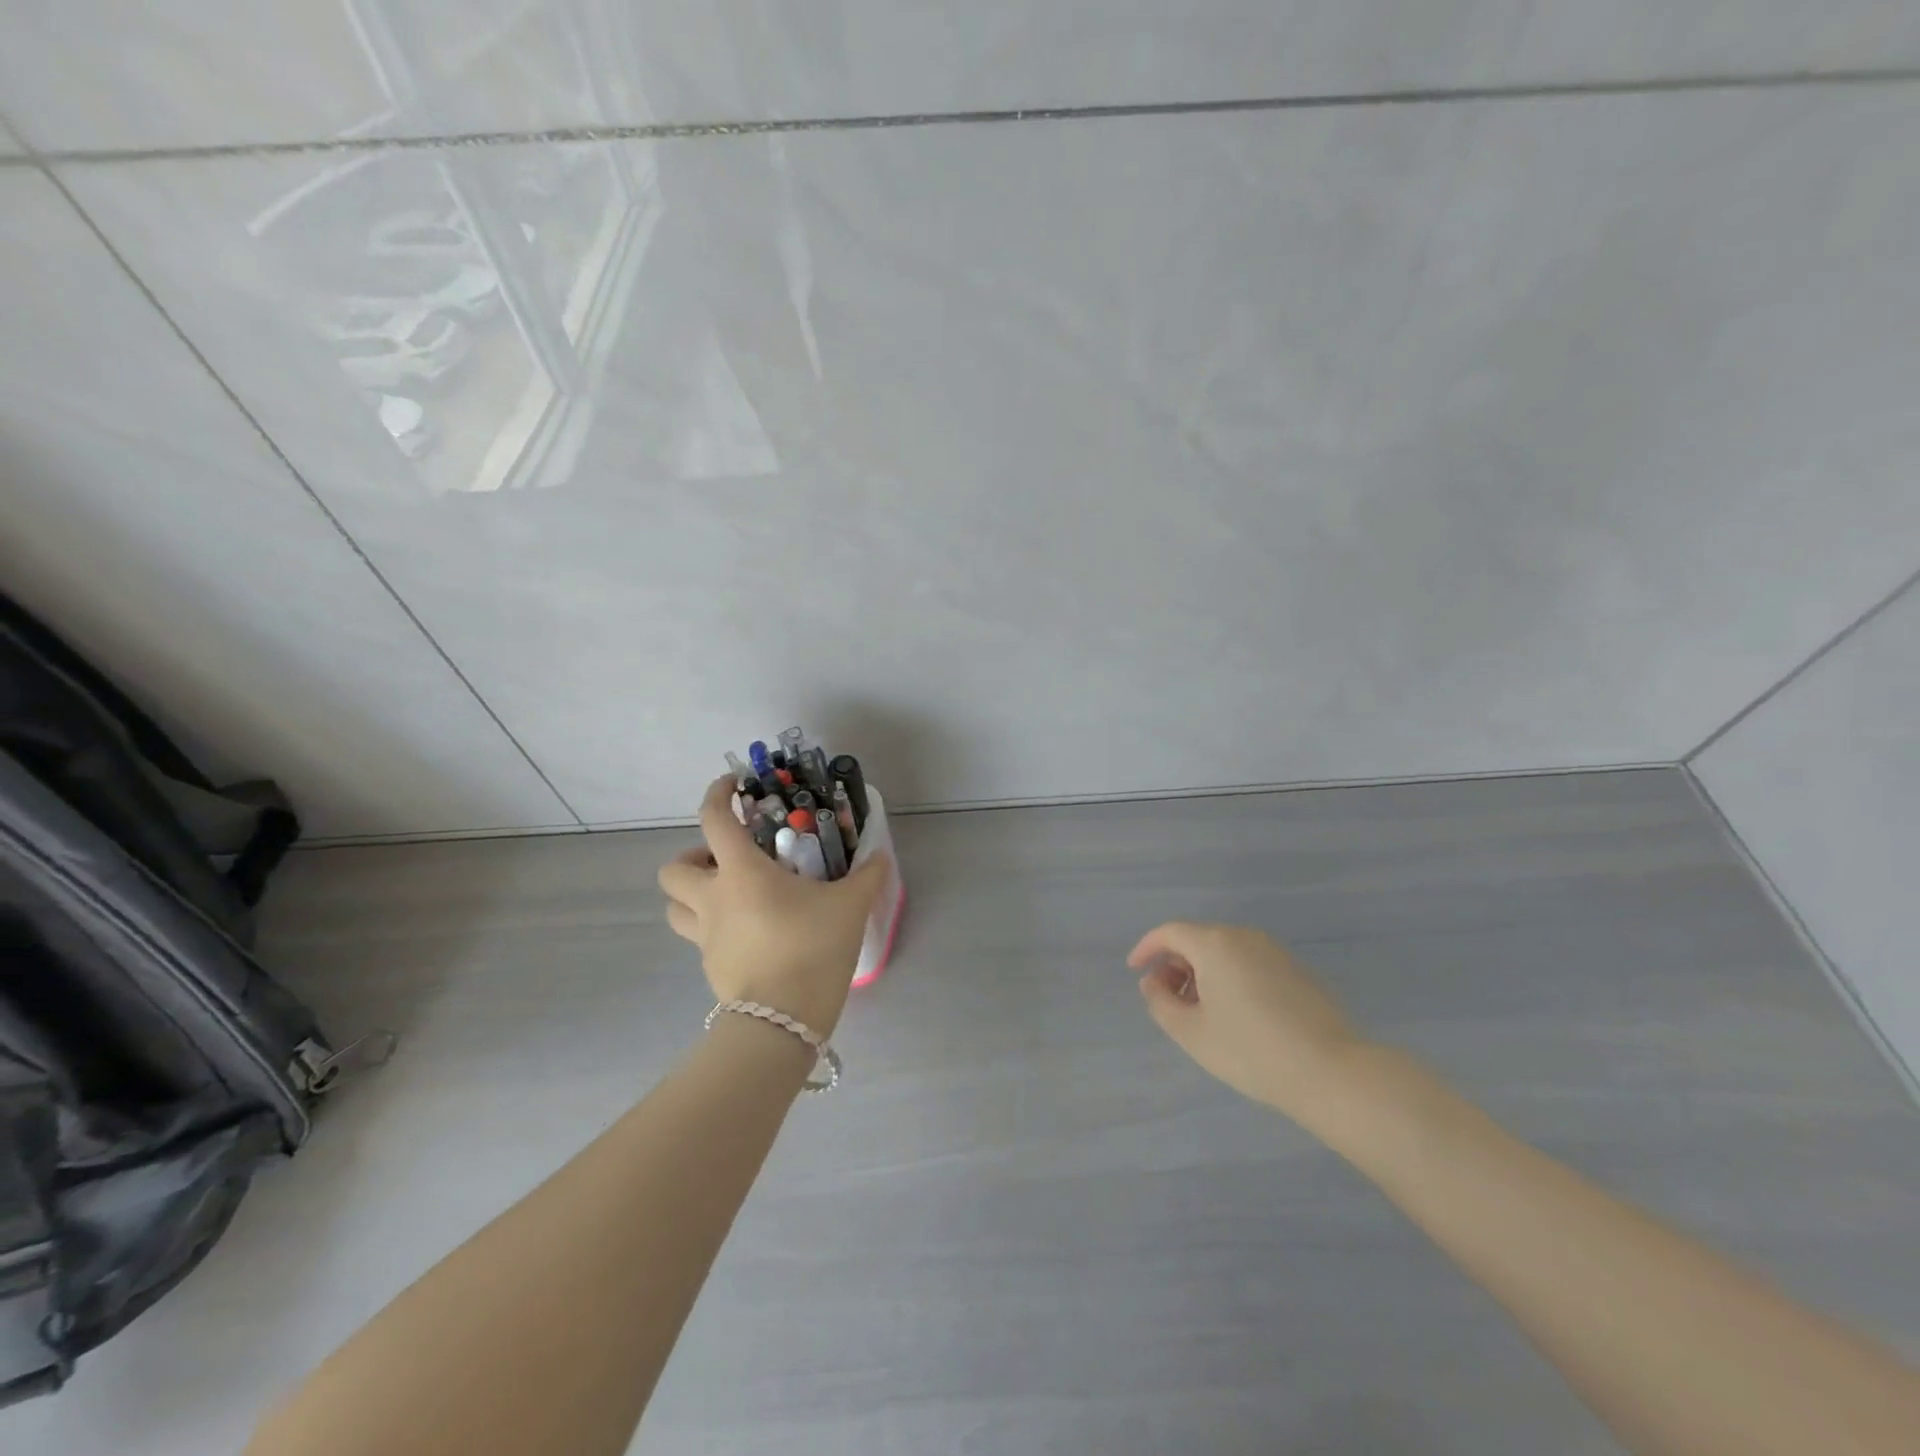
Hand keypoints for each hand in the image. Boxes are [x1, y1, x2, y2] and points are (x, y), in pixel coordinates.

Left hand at [658, 777, 889, 1037]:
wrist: (782, 1022)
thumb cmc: (812, 948)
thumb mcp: (849, 907)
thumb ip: (866, 876)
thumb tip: (880, 856)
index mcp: (741, 874)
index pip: (714, 820)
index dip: (717, 794)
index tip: (731, 785)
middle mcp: (713, 900)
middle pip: (672, 870)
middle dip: (692, 858)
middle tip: (727, 861)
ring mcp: (706, 938)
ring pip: (675, 908)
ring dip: (692, 895)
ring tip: (729, 896)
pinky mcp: (710, 968)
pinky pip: (699, 938)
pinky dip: (715, 928)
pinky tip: (750, 934)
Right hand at [1129, 921, 1366, 1125]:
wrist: (1331, 1072)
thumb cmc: (1251, 1051)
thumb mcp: (1191, 1033)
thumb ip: (1161, 1002)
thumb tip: (1153, 982)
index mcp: (1215, 944)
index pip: (1170, 932)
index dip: (1147, 948)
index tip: (1135, 970)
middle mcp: (1244, 937)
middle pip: (1198, 939)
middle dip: (1176, 965)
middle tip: (1170, 1000)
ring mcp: (1275, 952)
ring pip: (1226, 952)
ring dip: (1204, 973)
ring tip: (1202, 1013)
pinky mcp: (1298, 971)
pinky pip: (1250, 963)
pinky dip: (1232, 978)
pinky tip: (1238, 1016)